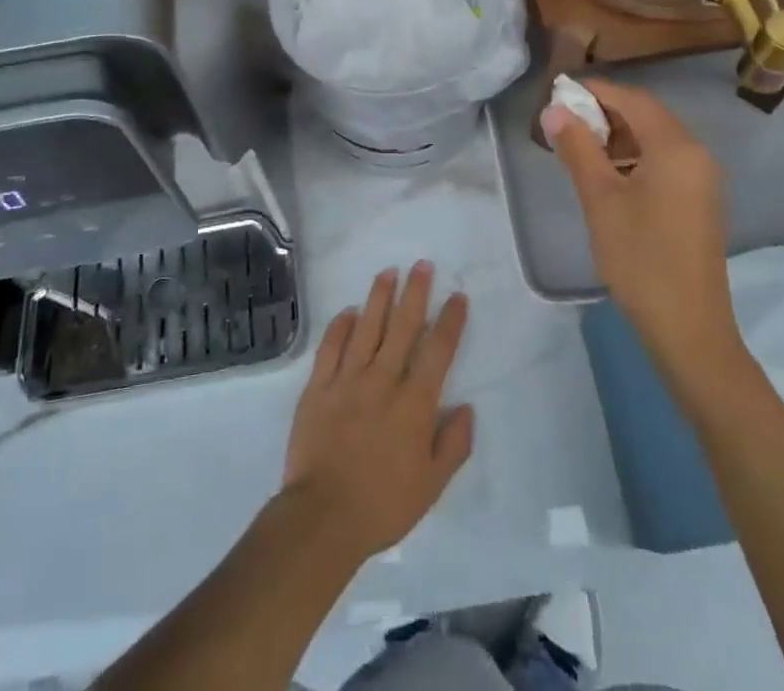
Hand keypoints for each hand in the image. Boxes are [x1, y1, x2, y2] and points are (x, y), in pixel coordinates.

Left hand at [280, 263, 472, 563]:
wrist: (323, 517)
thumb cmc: (383, 504)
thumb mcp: (432, 486)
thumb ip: (453, 444)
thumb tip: (466, 408)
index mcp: (414, 403)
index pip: (437, 351)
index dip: (450, 322)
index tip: (457, 297)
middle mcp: (383, 380)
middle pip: (403, 327)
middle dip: (415, 293)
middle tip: (422, 265)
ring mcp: (347, 380)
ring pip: (367, 328)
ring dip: (379, 298)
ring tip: (388, 272)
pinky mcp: (318, 387)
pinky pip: (330, 347)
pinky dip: (340, 326)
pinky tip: (348, 311)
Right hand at [543, 79, 740, 368]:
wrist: (689, 328)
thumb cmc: (641, 258)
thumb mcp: (600, 200)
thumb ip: (577, 149)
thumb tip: (554, 110)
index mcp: (676, 147)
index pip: (633, 100)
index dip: (595, 91)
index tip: (558, 92)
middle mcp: (696, 154)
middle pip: (647, 115)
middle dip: (604, 112)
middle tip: (564, 121)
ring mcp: (701, 180)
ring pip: (655, 139)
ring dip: (618, 135)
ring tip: (579, 147)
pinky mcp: (698, 202)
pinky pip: (664, 162)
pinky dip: (634, 157)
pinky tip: (607, 175)